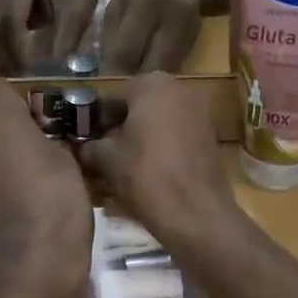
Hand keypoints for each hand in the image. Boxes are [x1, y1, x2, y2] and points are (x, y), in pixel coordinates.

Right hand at [0, 0, 100, 73]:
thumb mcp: (80, 1)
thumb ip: (68, 31)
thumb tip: (55, 62)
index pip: (13, 21)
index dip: (19, 49)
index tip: (27, 72)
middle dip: (7, 53)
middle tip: (17, 80)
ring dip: (3, 48)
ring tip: (16, 73)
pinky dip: (5, 39)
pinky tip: (15, 57)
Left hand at [0, 82, 92, 297]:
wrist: (31, 262)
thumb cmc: (57, 201)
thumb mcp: (66, 158)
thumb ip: (45, 136)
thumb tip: (38, 138)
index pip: (2, 89)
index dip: (23, 103)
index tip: (43, 122)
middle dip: (2, 124)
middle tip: (32, 146)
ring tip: (20, 174)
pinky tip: (7, 198)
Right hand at [78, 74, 241, 250]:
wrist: (196, 212)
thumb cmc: (146, 175)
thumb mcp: (106, 159)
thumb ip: (91, 146)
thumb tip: (85, 147)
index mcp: (152, 84)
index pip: (114, 97)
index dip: (98, 120)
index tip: (88, 141)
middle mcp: (181, 89)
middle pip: (140, 106)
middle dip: (123, 126)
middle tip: (105, 153)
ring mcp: (202, 112)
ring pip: (161, 120)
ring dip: (143, 136)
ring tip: (126, 164)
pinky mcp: (212, 136)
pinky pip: (178, 135)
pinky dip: (164, 146)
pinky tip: (151, 171)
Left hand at [101, 0, 209, 74]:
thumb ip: (112, 28)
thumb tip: (106, 64)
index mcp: (144, 2)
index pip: (125, 49)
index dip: (113, 66)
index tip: (105, 73)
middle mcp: (169, 17)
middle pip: (148, 65)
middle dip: (132, 76)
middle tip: (121, 77)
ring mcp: (187, 28)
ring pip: (165, 68)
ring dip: (148, 75)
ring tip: (136, 72)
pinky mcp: (197, 35)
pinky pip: (176, 62)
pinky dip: (162, 66)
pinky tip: (152, 61)